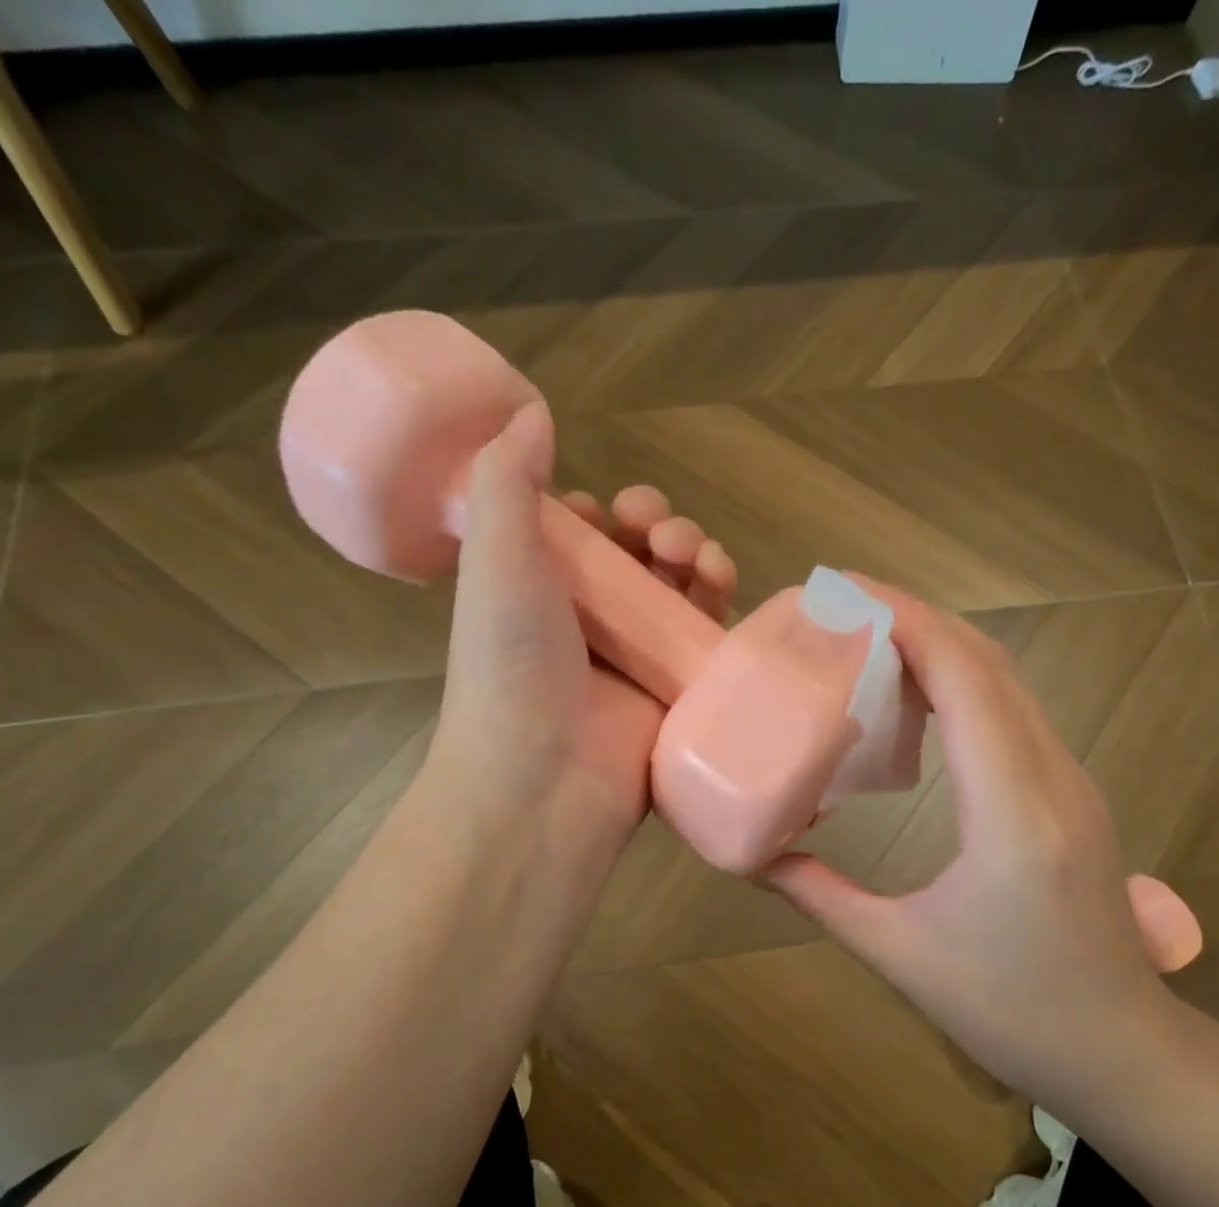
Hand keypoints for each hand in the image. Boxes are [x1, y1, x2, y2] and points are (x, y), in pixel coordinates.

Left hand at [430, 404, 736, 860]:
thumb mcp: (495, 560)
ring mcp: (636, 660)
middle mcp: (589, 625)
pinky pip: (708, 635)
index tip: (608, 511)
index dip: (603, 515)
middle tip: (659, 531)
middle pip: (639, 559)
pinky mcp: (678, 690)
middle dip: (658, 529)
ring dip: (694, 555)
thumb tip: (528, 411)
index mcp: (539, 593)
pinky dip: (718, 601)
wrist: (543, 782)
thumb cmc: (512, 665)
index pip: (584, 539)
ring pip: (679, 590)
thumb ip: (505, 482)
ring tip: (695, 555)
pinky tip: (723, 581)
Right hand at [767, 585, 1188, 1100]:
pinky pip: (1015, 711)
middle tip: (842, 603)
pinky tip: (917, 696)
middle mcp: (1050, 777)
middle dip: (916, 618)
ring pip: (1007, 680)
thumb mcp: (900, 954)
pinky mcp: (1070, 791)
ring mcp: (1070, 780)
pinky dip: (963, 680)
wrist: (1122, 1052)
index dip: (907, 623)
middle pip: (988, 662)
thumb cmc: (1010, 1011)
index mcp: (1010, 812)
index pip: (965, 680)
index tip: (845, 593)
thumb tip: (754, 856)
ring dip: (941, 644)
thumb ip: (820, 896)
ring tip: (869, 637)